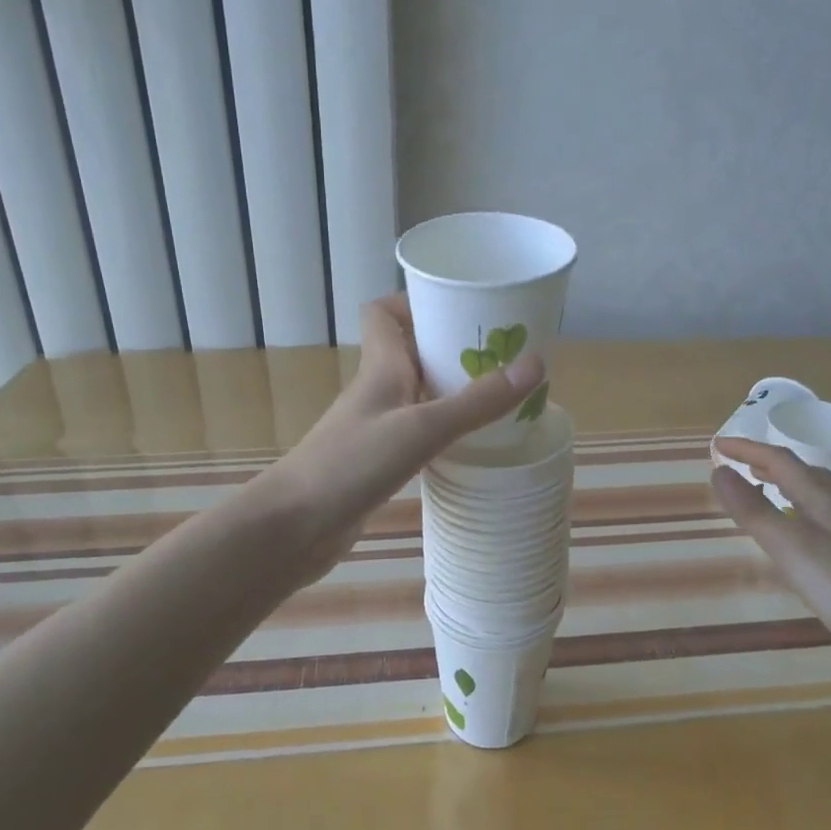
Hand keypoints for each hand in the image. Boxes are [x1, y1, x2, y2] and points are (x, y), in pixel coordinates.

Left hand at [266, 293, 544, 576]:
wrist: (293, 527)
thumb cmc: (351, 464)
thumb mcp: (422, 428)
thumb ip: (477, 401)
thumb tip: (536, 363)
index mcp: (381, 367)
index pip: (385, 312)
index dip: (418, 302)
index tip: (463, 306)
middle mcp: (378, 390)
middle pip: (412, 351)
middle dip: (453, 346)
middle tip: (502, 353)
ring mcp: (377, 427)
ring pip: (419, 393)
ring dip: (453, 389)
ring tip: (500, 394)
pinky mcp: (379, 461)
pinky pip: (419, 431)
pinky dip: (445, 429)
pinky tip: (473, 442)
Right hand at [712, 437, 830, 638]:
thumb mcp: (791, 547)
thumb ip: (753, 510)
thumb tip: (718, 471)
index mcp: (821, 499)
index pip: (780, 460)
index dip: (747, 449)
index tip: (717, 444)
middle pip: (801, 473)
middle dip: (767, 462)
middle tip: (737, 463)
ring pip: (811, 498)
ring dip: (782, 486)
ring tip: (758, 490)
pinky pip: (816, 524)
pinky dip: (794, 515)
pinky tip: (791, 539)